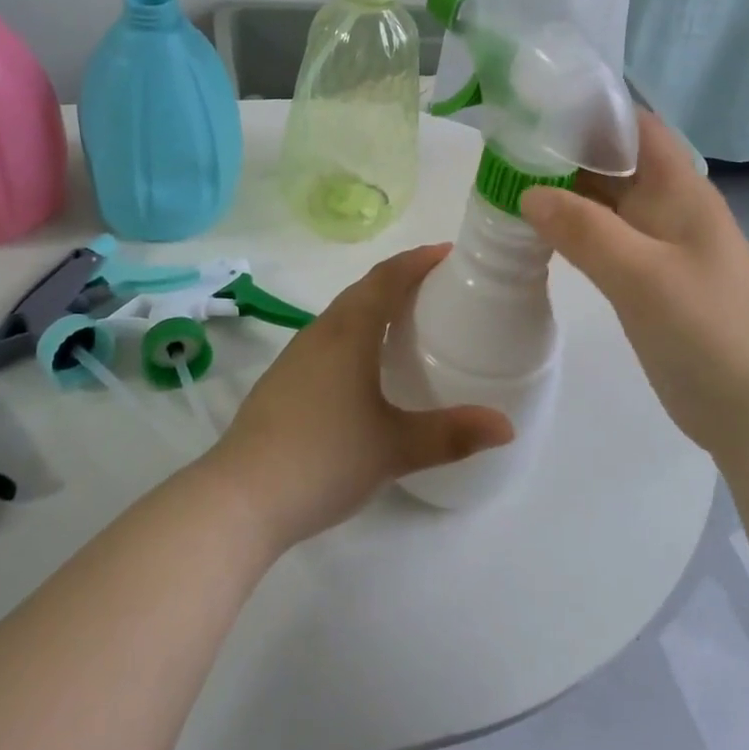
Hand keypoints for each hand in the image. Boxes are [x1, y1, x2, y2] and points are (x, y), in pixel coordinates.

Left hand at [208, 245, 514, 548]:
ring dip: (374, 305)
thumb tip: (506, 426)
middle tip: (438, 287)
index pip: (387, 278)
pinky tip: (365, 367)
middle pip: (364, 289)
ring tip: (407, 321)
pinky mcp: (283, 380)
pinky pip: (328, 339)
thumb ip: (452, 434)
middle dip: (400, 279)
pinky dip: (355, 333)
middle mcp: (320, 333)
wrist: (241, 496)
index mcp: (349, 332)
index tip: (449, 253)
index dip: (418, 260)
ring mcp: (296, 356)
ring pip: (342, 314)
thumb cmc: (324, 458)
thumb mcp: (395, 448)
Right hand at [519, 111, 748, 448]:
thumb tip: (528, 192)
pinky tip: (533, 233)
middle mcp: (667, 206)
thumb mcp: (642, 275)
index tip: (535, 106)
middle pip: (612, 161)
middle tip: (502, 148)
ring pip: (602, 201)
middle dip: (562, 150)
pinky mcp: (644, 278)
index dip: (590, 109)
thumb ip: (585, 230)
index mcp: (679, 189)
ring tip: (505, 183)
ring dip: (561, 191)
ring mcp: (656, 244)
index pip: (634, 126)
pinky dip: (568, 229)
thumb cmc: (708, 330)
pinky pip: (600, 239)